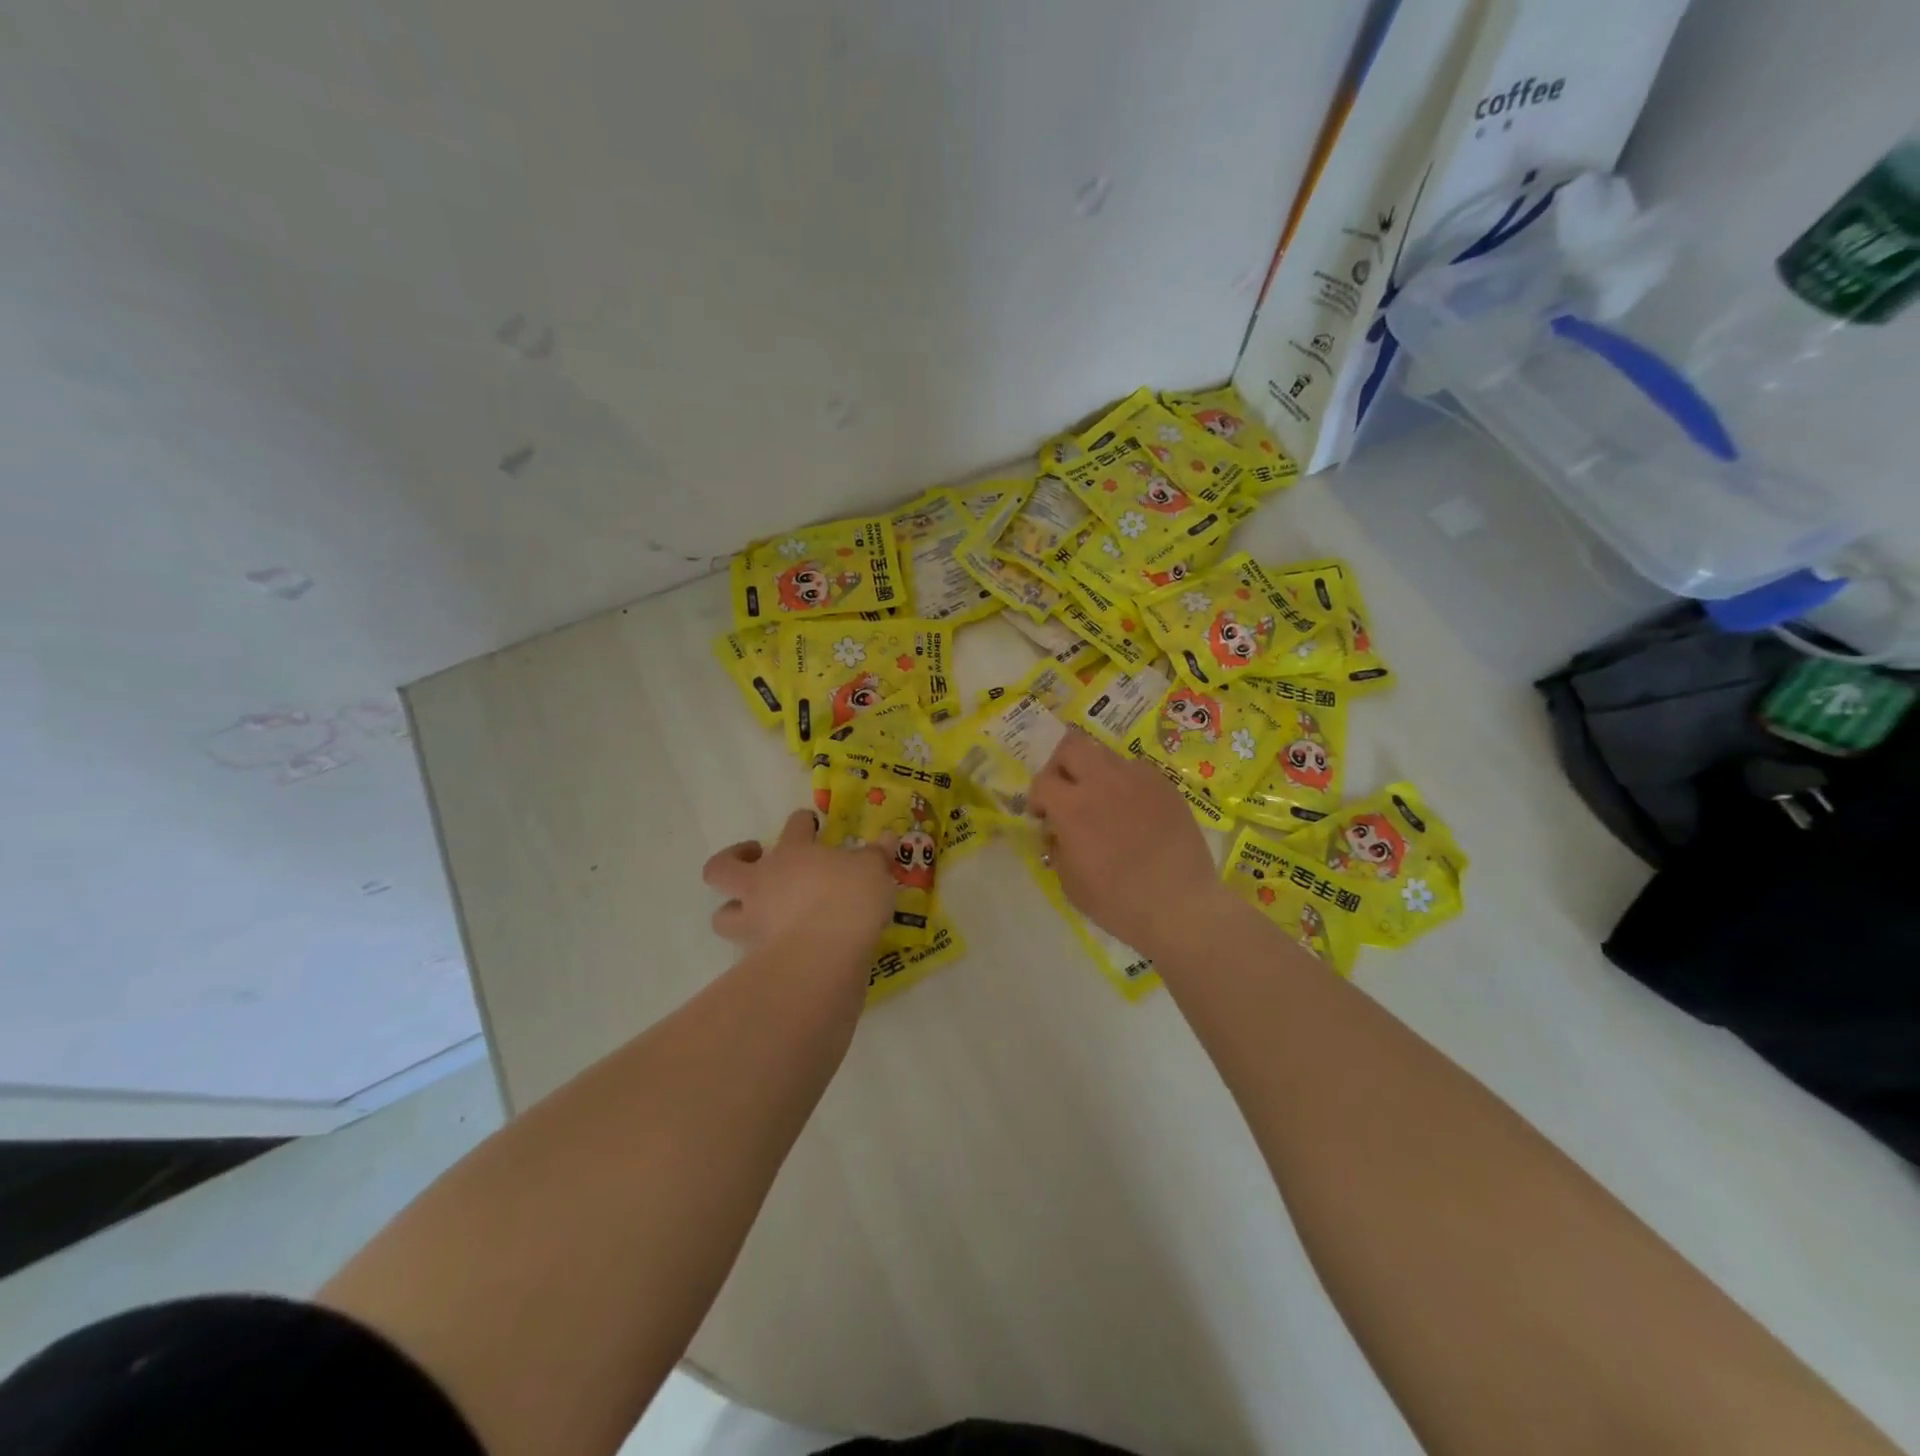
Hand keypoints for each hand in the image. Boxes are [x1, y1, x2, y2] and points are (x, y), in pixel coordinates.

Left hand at [702, 809, 896, 961]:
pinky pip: (747, 949)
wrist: (826, 951)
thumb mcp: (873, 870)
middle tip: (755, 857)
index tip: (810, 824)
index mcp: (794, 852)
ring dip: (732, 910)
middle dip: (733, 858)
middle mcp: (764, 881)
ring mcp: (755, 919)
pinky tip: (778, 946)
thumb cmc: (850, 897)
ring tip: (753, 911)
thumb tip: (889, 838)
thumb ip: (878, 855)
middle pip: (724, 867)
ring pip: (722, 915)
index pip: (794, 826)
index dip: (802, 822)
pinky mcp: (756, 955)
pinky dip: (759, 946)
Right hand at [1028, 729, 1229, 957]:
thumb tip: (1056, 831)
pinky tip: (1133, 812)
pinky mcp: (1165, 786)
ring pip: (1105, 754)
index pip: (1043, 781)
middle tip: (1067, 793)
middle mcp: (1104, 782)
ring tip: (1103, 801)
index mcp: (1074, 807)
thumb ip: (1057, 847)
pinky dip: (1126, 784)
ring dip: (1095, 772)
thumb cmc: (1118, 903)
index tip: (1044, 817)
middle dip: (1062, 766)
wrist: (1180, 906)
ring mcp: (1139, 779)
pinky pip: (1136, 771)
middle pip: (1072, 746)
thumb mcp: (1070, 883)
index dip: (1038, 798)